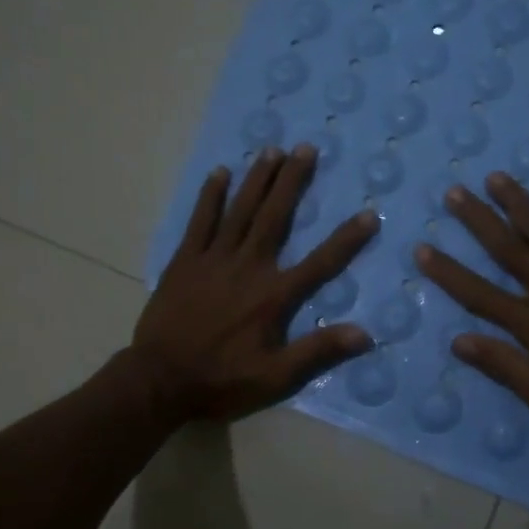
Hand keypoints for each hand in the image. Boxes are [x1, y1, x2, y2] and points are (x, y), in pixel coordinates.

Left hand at [132, 146, 377, 422]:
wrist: (159, 380)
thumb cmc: (221, 380)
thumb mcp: (275, 378)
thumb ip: (318, 352)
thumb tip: (364, 334)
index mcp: (273, 295)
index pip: (320, 262)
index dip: (346, 239)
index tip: (368, 213)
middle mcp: (248, 267)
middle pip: (275, 217)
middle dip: (292, 182)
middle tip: (306, 148)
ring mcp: (213, 259)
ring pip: (240, 211)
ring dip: (257, 179)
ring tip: (272, 149)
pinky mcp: (185, 261)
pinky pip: (200, 221)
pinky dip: (210, 196)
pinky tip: (220, 172)